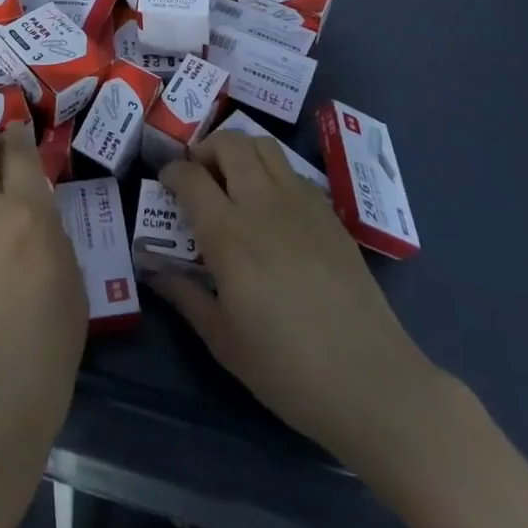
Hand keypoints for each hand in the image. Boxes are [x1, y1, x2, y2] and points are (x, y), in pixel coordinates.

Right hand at [155, 130, 445, 465]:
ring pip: (264, 145)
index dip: (171, 173)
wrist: (372, 383)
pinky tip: (271, 207)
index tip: (165, 184)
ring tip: (233, 181)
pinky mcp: (329, 213)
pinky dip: (272, 172)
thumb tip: (155, 270)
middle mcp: (263, 204)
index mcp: (229, 235)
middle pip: (229, 144)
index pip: (190, 177)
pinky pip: (292, 171)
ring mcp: (301, 203)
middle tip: (198, 177)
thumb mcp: (224, 342)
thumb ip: (186, 297)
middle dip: (204, 150)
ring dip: (240, 152)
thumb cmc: (289, 371)